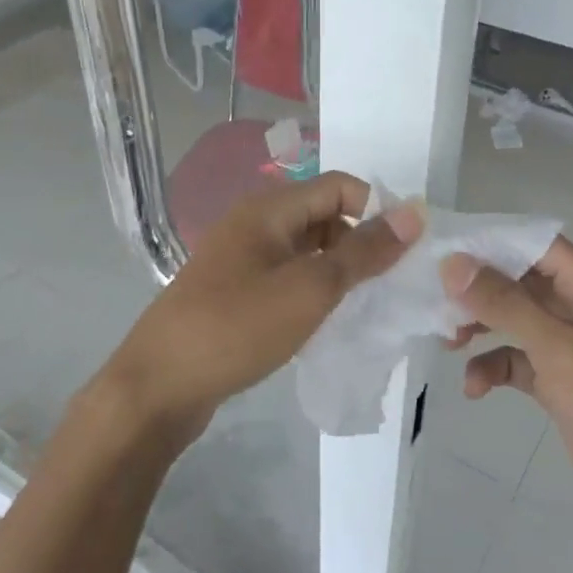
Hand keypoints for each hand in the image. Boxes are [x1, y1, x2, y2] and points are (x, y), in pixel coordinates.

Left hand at [100, 172, 421, 445]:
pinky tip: (328, 323)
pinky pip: (288, 277)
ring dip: (339, 271)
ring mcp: (242, 259)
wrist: (158, 386)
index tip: (406, 252)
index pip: (340, 186)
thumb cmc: (236, 328)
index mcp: (269, 209)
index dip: (377, 210)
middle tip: (388, 286)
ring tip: (364, 308)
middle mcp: (255, 224)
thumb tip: (414, 213)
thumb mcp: (310, 288)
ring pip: (307, 251)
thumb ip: (364, 251)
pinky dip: (313, 292)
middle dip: (360, 244)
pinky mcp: (236, 292)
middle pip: (324, 216)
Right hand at [441, 238, 572, 544]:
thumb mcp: (560, 349)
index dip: (490, 241)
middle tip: (433, 300)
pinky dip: (494, 368)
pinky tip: (475, 388)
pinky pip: (517, 361)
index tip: (441, 250)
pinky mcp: (561, 385)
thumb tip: (453, 263)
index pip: (535, 244)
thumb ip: (505, 303)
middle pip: (519, 280)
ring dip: (480, 326)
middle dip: (477, 289)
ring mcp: (571, 349)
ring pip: (514, 320)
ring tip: (448, 342)